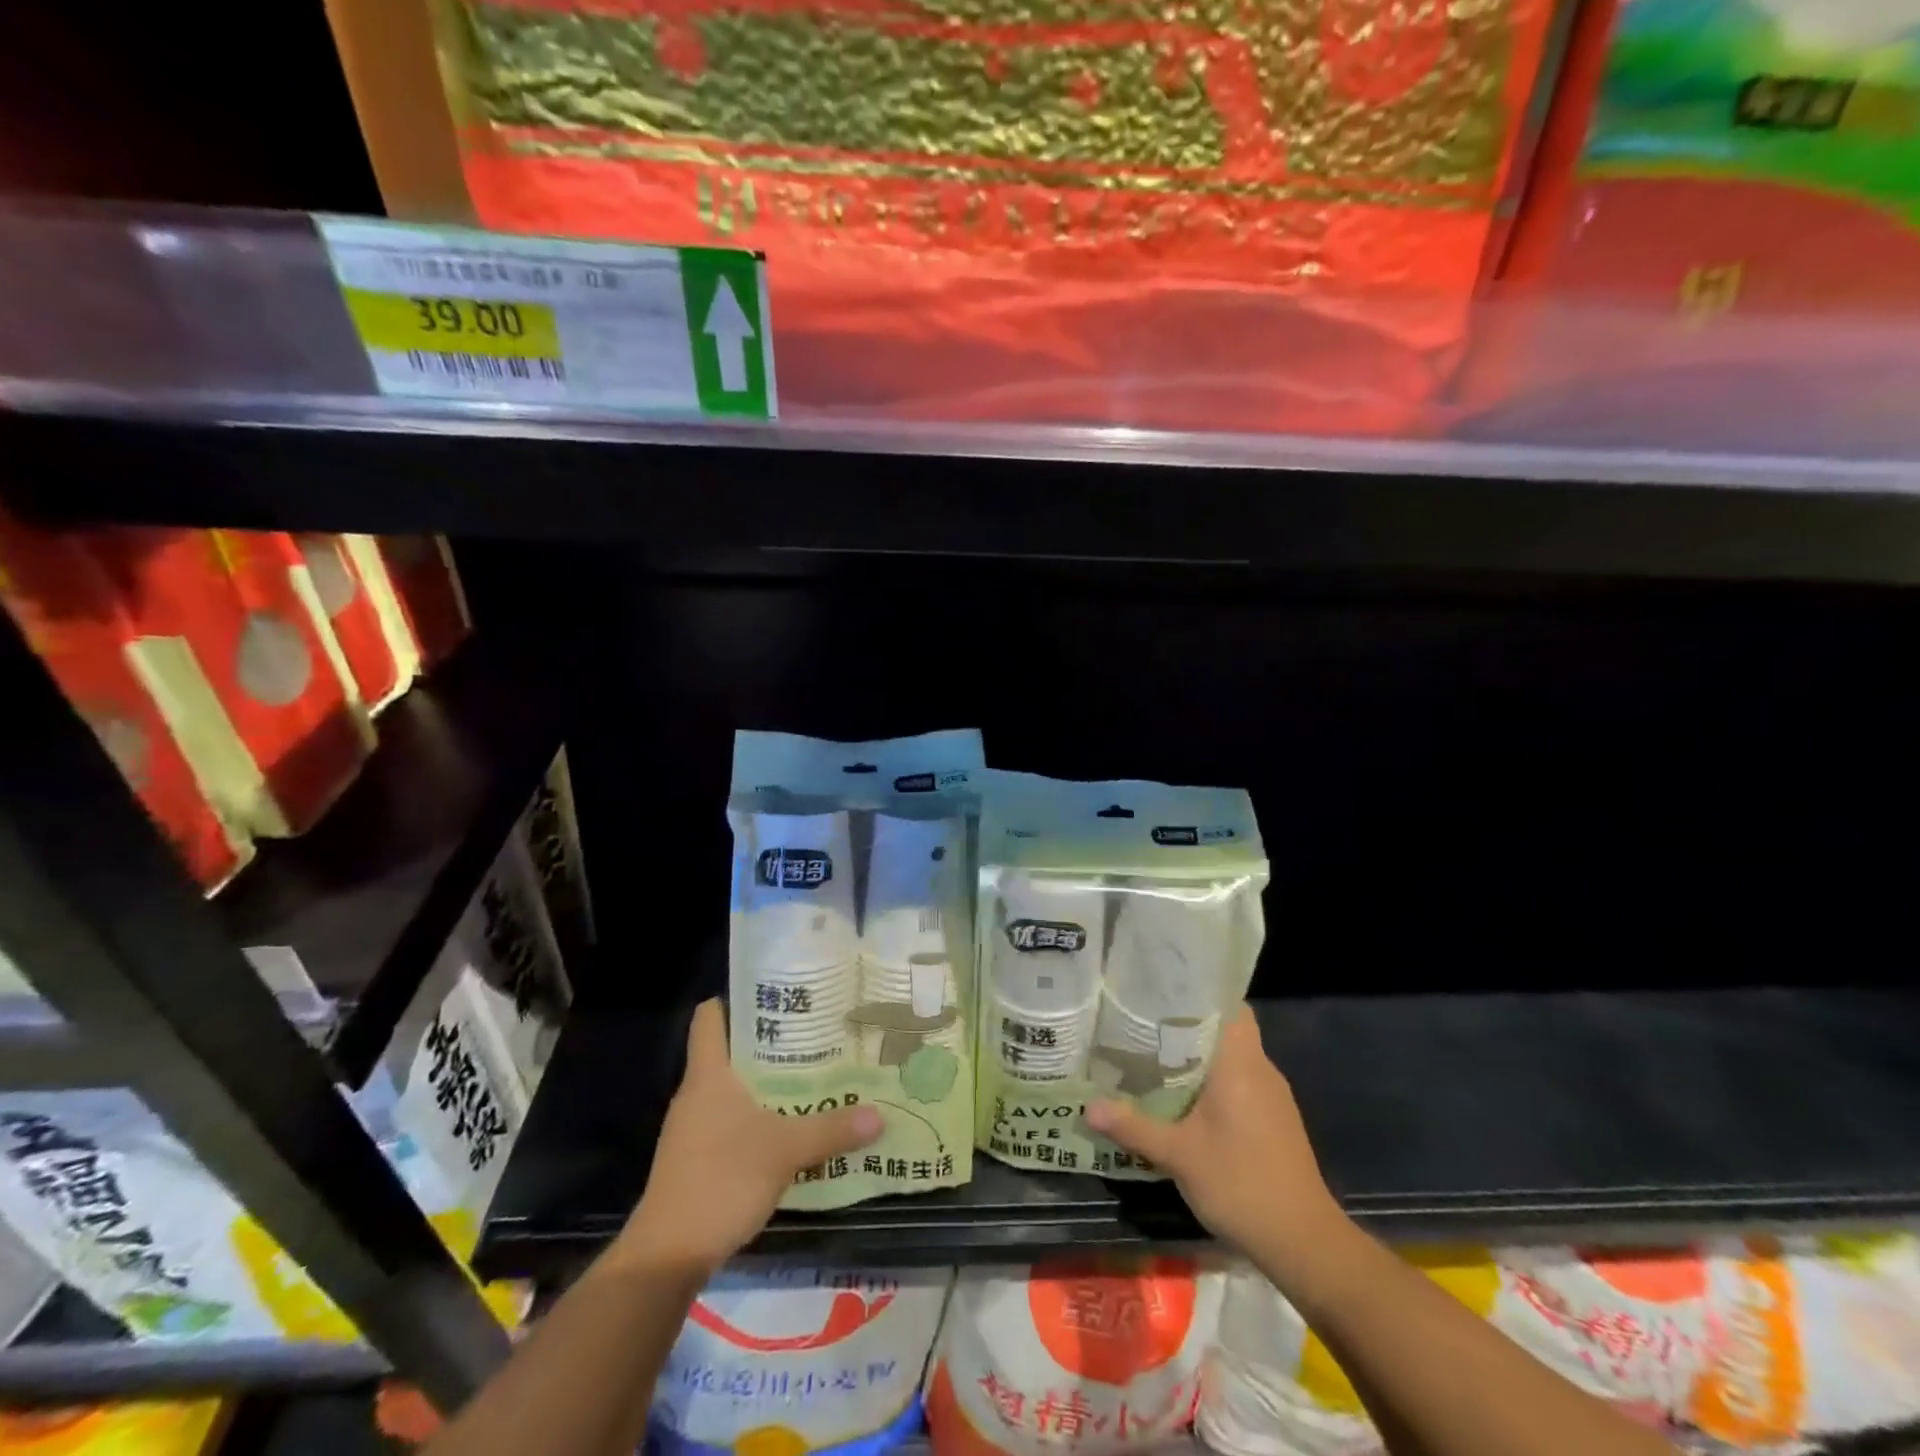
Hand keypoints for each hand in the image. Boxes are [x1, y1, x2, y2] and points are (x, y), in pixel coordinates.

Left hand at [616, 999, 881, 1274]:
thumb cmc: (721, 1181)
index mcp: (709, 1074)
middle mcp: (697, 1093)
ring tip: (812, 1075)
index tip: (778, 994)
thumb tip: (880, 1114)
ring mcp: (693, 1128)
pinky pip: (730, 1121)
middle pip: (731, 1050)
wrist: (667, 1256)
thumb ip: (832, 1130)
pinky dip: (758, 1116)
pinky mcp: (696, 1158)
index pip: (711, 1016)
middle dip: (771, 1042)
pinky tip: (791, 1126)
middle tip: (816, 1033)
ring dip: (767, 1082)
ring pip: (733, 1088)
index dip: (738, 998)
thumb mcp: (785, 1151)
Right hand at [1084, 1005, 1344, 1274]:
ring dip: (1200, 1056)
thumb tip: (1087, 1107)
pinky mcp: (1276, 1122)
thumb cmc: (1241, 1184)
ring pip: (1233, 1059)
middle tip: (1144, 1022)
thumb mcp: (1178, 1155)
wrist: (1304, 1244)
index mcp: (1241, 1063)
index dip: (1199, 992)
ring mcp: (1273, 1097)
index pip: (1230, 1005)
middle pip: (1226, 1029)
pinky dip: (1214, 1082)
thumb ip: (1133, 1126)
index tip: (1163, 990)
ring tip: (1155, 1055)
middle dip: (1188, 1024)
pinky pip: (1241, 1083)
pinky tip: (1185, 1098)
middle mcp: (1261, 1070)